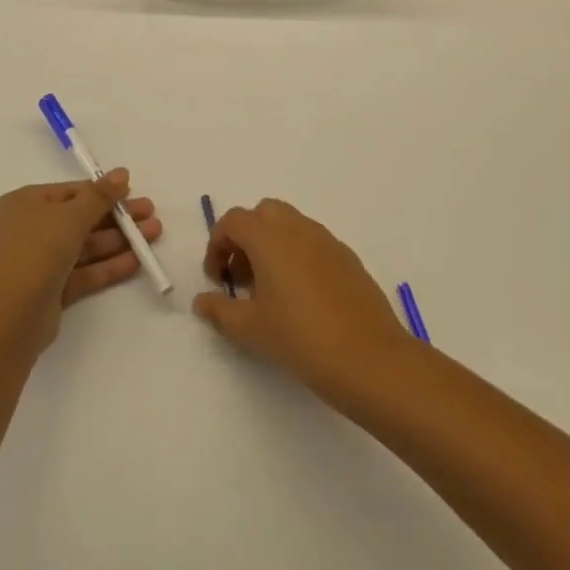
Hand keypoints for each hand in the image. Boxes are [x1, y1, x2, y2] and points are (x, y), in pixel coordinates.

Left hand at [0, 173, 163, 345]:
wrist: (11, 314)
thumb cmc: (37, 249)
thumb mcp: (72, 215)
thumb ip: (100, 195)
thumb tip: (121, 173)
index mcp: (22, 205)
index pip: (68, 193)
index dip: (101, 192)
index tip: (131, 192)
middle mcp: (27, 231)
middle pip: (79, 219)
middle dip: (117, 217)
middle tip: (150, 213)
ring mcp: (38, 263)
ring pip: (84, 247)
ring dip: (118, 240)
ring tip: (154, 233)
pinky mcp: (49, 291)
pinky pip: (83, 272)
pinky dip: (108, 266)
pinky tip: (137, 261)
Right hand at [191, 199, 409, 396]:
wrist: (367, 356)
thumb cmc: (299, 338)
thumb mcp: (249, 329)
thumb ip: (219, 310)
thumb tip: (202, 301)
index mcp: (270, 237)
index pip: (234, 221)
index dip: (217, 245)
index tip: (217, 280)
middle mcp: (299, 228)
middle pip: (264, 213)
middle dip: (246, 238)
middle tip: (241, 277)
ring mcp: (328, 240)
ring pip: (291, 225)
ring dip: (272, 246)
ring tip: (269, 291)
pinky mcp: (348, 258)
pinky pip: (313, 243)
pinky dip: (297, 256)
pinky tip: (301, 298)